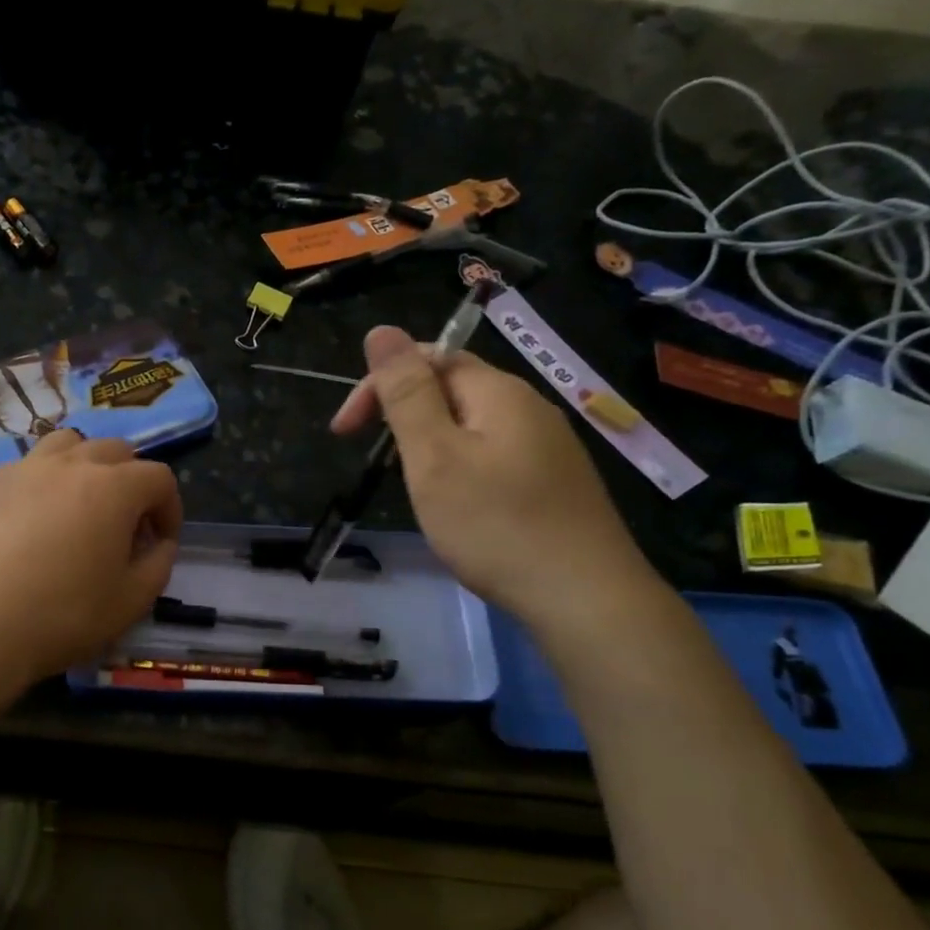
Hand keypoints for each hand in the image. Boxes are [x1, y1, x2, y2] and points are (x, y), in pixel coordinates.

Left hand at [0, 430, 182, 690]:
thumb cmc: (62, 615)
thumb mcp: (131, 602)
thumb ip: (159, 565)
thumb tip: (160, 543)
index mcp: (114, 487)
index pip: (159, 478)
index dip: (170, 508)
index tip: (161, 542)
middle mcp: (70, 464)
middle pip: (116, 450)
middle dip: (131, 482)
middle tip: (125, 525)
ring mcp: (24, 468)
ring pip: (67, 445)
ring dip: (86, 467)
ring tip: (79, 506)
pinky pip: (27, 466)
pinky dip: (43, 482)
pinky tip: (32, 521)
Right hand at [331, 326, 655, 619]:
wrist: (586, 598)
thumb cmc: (496, 525)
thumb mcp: (435, 456)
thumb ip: (406, 393)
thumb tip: (382, 330)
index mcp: (498, 392)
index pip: (429, 358)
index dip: (378, 384)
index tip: (343, 432)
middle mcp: (529, 407)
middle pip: (453, 387)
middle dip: (403, 413)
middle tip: (376, 461)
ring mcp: (548, 446)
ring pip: (472, 424)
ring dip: (430, 441)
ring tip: (411, 485)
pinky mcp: (555, 481)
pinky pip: (494, 453)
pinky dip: (460, 465)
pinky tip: (458, 503)